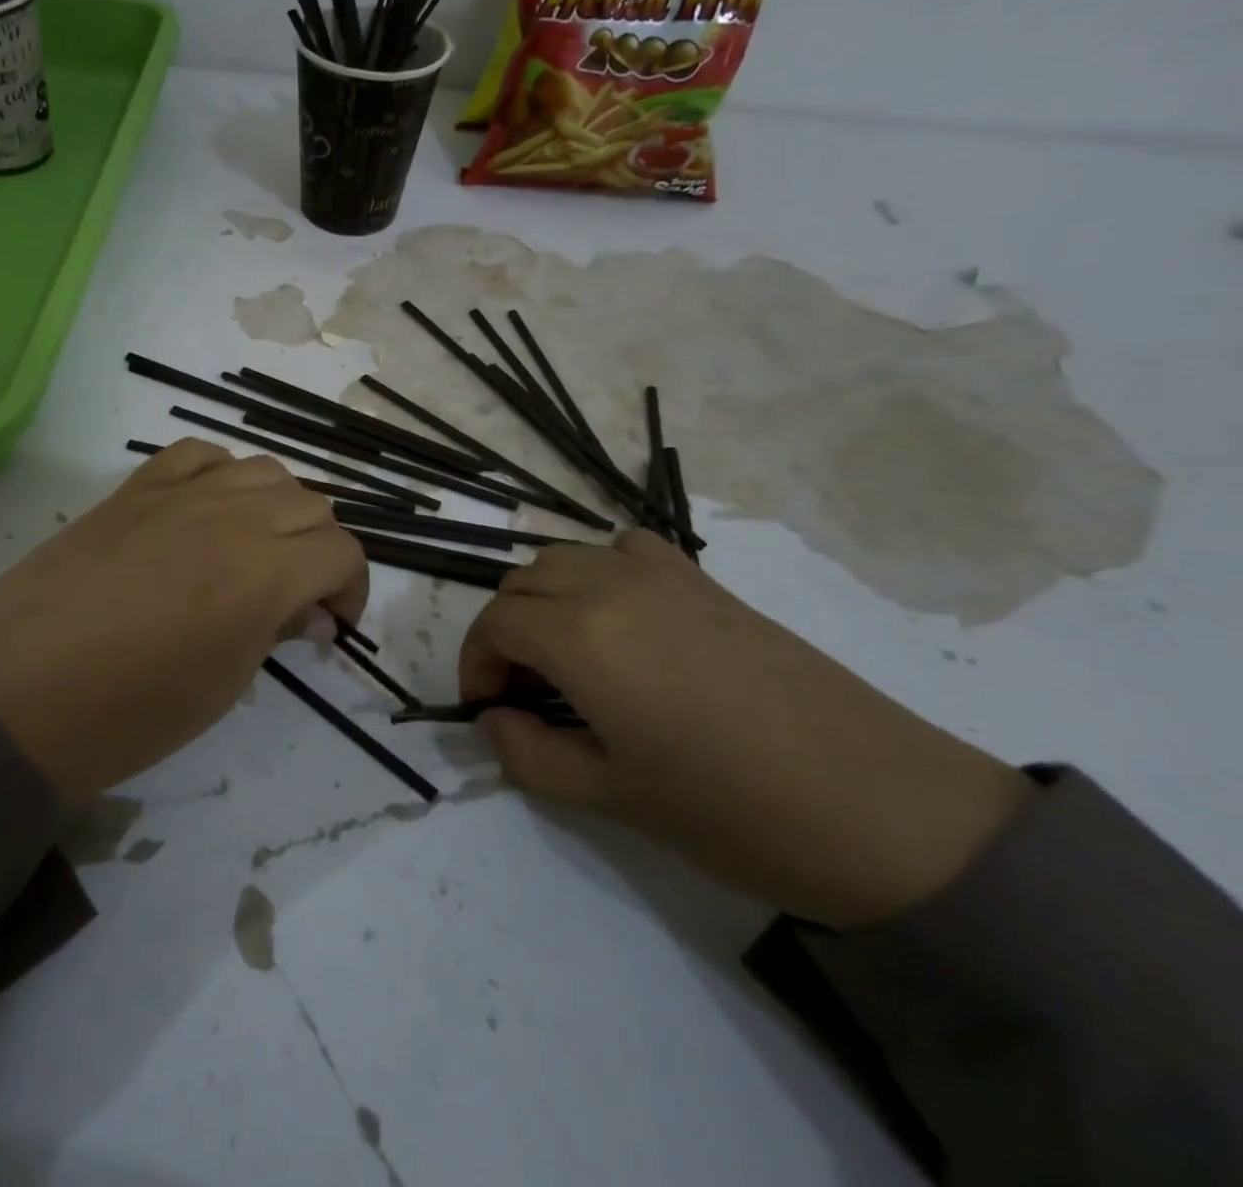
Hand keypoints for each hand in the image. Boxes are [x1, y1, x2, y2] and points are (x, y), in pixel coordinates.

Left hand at [0, 440, 367, 801]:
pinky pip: (199, 454)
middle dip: (321, 550)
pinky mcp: (136, 488)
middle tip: (299, 596)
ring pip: (264, 470)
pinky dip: (222, 475)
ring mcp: (180, 494)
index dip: (352, 589)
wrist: (16, 695)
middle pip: (311, 505)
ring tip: (258, 549)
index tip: (334, 623)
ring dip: (279, 509)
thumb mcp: (225, 684)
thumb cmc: (130, 713)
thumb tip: (310, 612)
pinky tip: (211, 508)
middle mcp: (233, 516)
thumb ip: (277, 630)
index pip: (342, 553)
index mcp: (265, 572)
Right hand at [462, 532, 1030, 928]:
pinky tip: (623, 620)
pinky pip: (626, 549)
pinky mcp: (706, 580)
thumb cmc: (733, 811)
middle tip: (522, 690)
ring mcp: (663, 574)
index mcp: (581, 636)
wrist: (885, 809)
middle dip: (504, 631)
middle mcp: (611, 585)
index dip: (474, 663)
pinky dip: (600, 573)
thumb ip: (529, 755)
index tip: (486, 709)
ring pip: (567, 558)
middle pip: (522, 582)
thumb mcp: (611, 797)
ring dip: (544, 598)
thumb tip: (494, 721)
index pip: (494, 622)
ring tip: (566, 657)